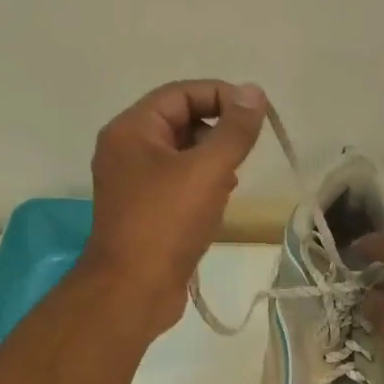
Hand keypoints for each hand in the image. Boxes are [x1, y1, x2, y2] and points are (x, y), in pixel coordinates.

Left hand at [83, 79, 267, 337]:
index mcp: (131, 130)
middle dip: (217, 132)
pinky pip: (177, 184)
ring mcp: (133, 184)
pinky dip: (201, 186)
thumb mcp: (207, 170)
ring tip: (232, 182)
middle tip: (245, 153)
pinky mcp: (144, 212)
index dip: (221, 96)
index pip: (180, 93)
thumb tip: (253, 92)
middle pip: (180, 122)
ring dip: (212, 161)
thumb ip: (234, 130)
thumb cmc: (166, 223)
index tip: (256, 115)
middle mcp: (126, 151)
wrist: (132, 290)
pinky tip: (218, 204)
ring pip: (181, 155)